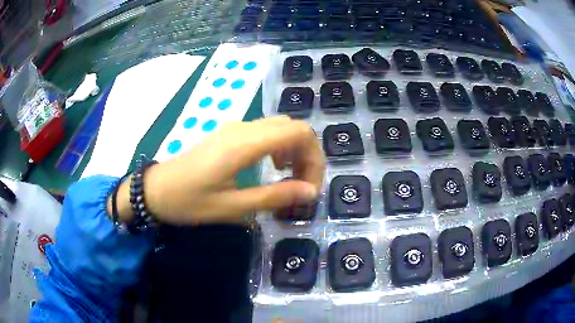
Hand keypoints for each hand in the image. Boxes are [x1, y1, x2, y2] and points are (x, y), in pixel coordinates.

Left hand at [108, 116, 324, 224]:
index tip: (310, 188)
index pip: (299, 133)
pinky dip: (279, 146)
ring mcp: (235, 127)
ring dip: (294, 150)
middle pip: (293, 126)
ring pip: (280, 127)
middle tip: (303, 185)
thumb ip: (274, 197)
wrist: (155, 189)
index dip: (314, 158)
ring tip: (290, 178)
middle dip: (308, 154)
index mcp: (245, 144)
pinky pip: (265, 131)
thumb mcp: (232, 207)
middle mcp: (244, 128)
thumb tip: (310, 192)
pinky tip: (272, 166)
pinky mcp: (229, 133)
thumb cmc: (189, 201)